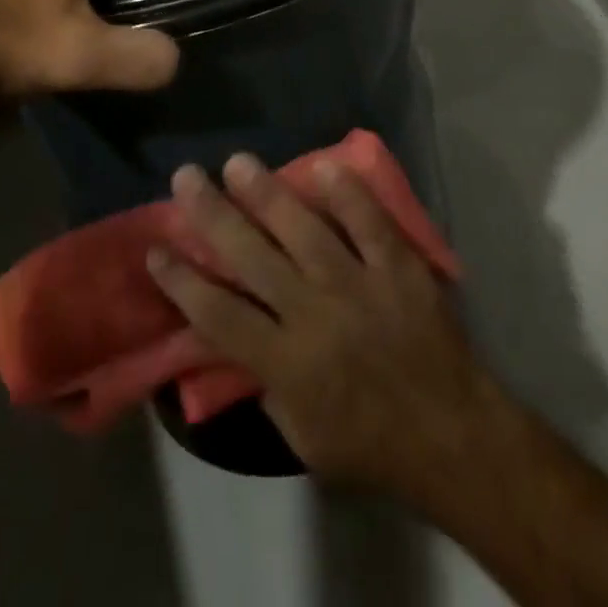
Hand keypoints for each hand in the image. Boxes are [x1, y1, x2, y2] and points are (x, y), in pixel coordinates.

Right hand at [148, 153, 504, 501]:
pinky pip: (370, 223)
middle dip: (213, 215)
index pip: (219, 315)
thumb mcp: (302, 438)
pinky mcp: (399, 267)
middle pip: (252, 258)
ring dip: (268, 193)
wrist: (452, 435)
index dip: (182, 281)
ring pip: (304, 230)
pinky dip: (349, 194)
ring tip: (238, 162)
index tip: (156, 248)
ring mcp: (359, 285)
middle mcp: (316, 316)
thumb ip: (264, 384)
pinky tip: (324, 165)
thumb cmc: (370, 445)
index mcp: (287, 365)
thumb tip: (232, 337)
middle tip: (186, 176)